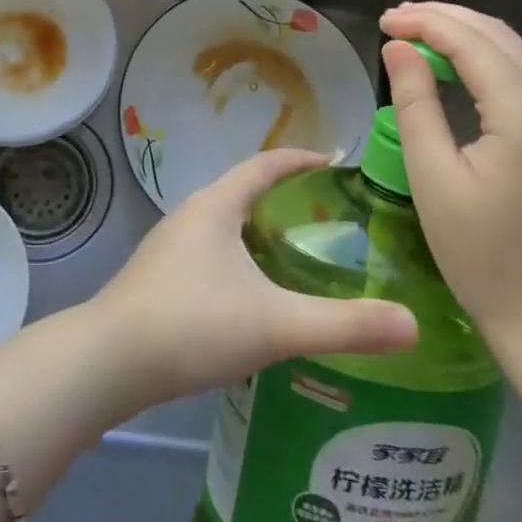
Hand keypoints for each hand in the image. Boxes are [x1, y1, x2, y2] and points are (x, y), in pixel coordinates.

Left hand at [90, 148, 417, 409]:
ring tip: (296, 257)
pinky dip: (238, 259)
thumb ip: (344, 326)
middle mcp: (190, 214)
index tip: (335, 162)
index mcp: (216, 205)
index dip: (301, 159)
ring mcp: (169, 246)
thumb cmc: (193, 324)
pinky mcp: (158, 277)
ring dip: (258, 232)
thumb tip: (412, 324)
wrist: (108, 362)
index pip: (265, 165)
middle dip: (284, 198)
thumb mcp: (276, 325)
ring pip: (224, 225)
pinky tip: (252, 297)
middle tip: (328, 219)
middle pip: (243, 192)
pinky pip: (209, 253)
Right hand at [379, 2, 521, 350]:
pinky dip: (484, 59)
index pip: (472, 43)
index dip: (425, 22)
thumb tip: (398, 48)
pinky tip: (453, 67)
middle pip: (499, 36)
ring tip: (416, 34)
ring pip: (514, 53)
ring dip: (465, 35)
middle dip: (445, 18)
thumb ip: (415, 104)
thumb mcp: (434, 178)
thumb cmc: (484, 256)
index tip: (382, 22)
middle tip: (394, 21)